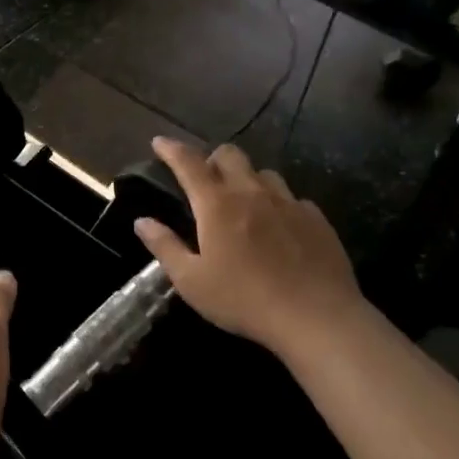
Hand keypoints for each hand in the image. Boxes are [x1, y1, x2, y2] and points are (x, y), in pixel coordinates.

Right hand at [133, 137, 367, 359]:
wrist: (317, 317)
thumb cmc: (244, 300)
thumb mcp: (192, 281)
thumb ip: (165, 247)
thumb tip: (142, 221)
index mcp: (217, 205)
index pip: (188, 163)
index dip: (171, 149)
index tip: (160, 141)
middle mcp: (252, 192)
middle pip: (230, 155)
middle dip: (212, 158)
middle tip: (205, 178)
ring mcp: (288, 202)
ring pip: (263, 173)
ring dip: (247, 178)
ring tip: (243, 200)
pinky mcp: (316, 218)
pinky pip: (292, 198)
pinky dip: (278, 203)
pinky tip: (279, 225)